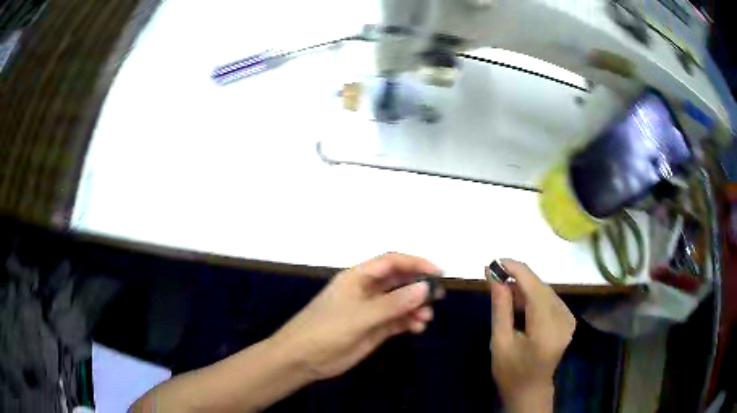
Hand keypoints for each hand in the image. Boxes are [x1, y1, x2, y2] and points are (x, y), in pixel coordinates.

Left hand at [271, 252, 442, 380]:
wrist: (302, 358)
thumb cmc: (327, 330)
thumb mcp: (360, 315)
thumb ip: (394, 303)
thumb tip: (425, 287)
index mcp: (358, 277)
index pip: (392, 262)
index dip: (415, 263)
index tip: (438, 272)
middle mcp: (366, 290)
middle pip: (399, 281)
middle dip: (419, 286)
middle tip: (438, 296)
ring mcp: (370, 311)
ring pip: (400, 302)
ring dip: (416, 307)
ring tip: (426, 318)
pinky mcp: (373, 329)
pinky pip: (397, 320)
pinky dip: (409, 322)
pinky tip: (417, 328)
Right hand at [488, 260, 575, 412]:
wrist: (530, 390)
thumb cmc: (510, 371)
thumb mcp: (500, 342)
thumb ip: (501, 307)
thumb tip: (495, 276)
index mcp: (546, 330)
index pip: (535, 290)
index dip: (517, 271)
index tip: (496, 261)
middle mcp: (564, 321)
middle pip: (541, 288)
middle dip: (519, 279)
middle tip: (495, 277)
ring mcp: (569, 319)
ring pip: (546, 291)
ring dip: (525, 287)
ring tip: (505, 292)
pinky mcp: (569, 320)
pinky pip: (550, 299)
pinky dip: (534, 296)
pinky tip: (520, 303)